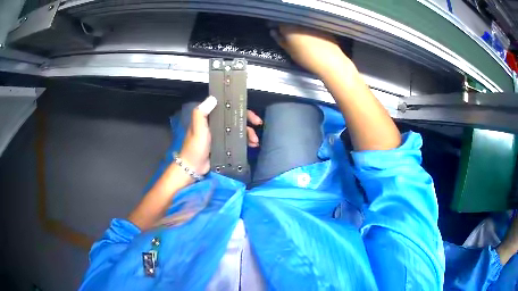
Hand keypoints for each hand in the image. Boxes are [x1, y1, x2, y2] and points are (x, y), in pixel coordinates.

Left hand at [179, 96, 262, 174]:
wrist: (194, 167)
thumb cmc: (195, 147)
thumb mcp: (197, 128)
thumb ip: (201, 113)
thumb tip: (213, 98)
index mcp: (210, 118)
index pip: (228, 108)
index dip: (240, 108)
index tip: (250, 113)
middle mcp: (217, 124)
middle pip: (236, 118)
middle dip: (248, 121)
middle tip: (258, 124)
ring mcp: (221, 135)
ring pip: (238, 130)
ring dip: (248, 133)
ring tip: (255, 141)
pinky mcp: (224, 145)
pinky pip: (237, 141)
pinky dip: (245, 142)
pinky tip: (252, 146)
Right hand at [273, 24, 352, 77]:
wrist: (330, 61)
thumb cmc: (307, 58)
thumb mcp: (289, 51)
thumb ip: (280, 40)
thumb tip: (274, 32)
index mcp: (290, 27)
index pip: (278, 22)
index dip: (274, 25)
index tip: (273, 29)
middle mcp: (301, 23)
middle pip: (290, 22)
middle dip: (286, 26)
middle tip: (285, 35)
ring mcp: (312, 25)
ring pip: (301, 24)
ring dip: (297, 29)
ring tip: (297, 38)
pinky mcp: (322, 28)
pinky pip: (311, 27)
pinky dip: (308, 31)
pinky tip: (309, 39)